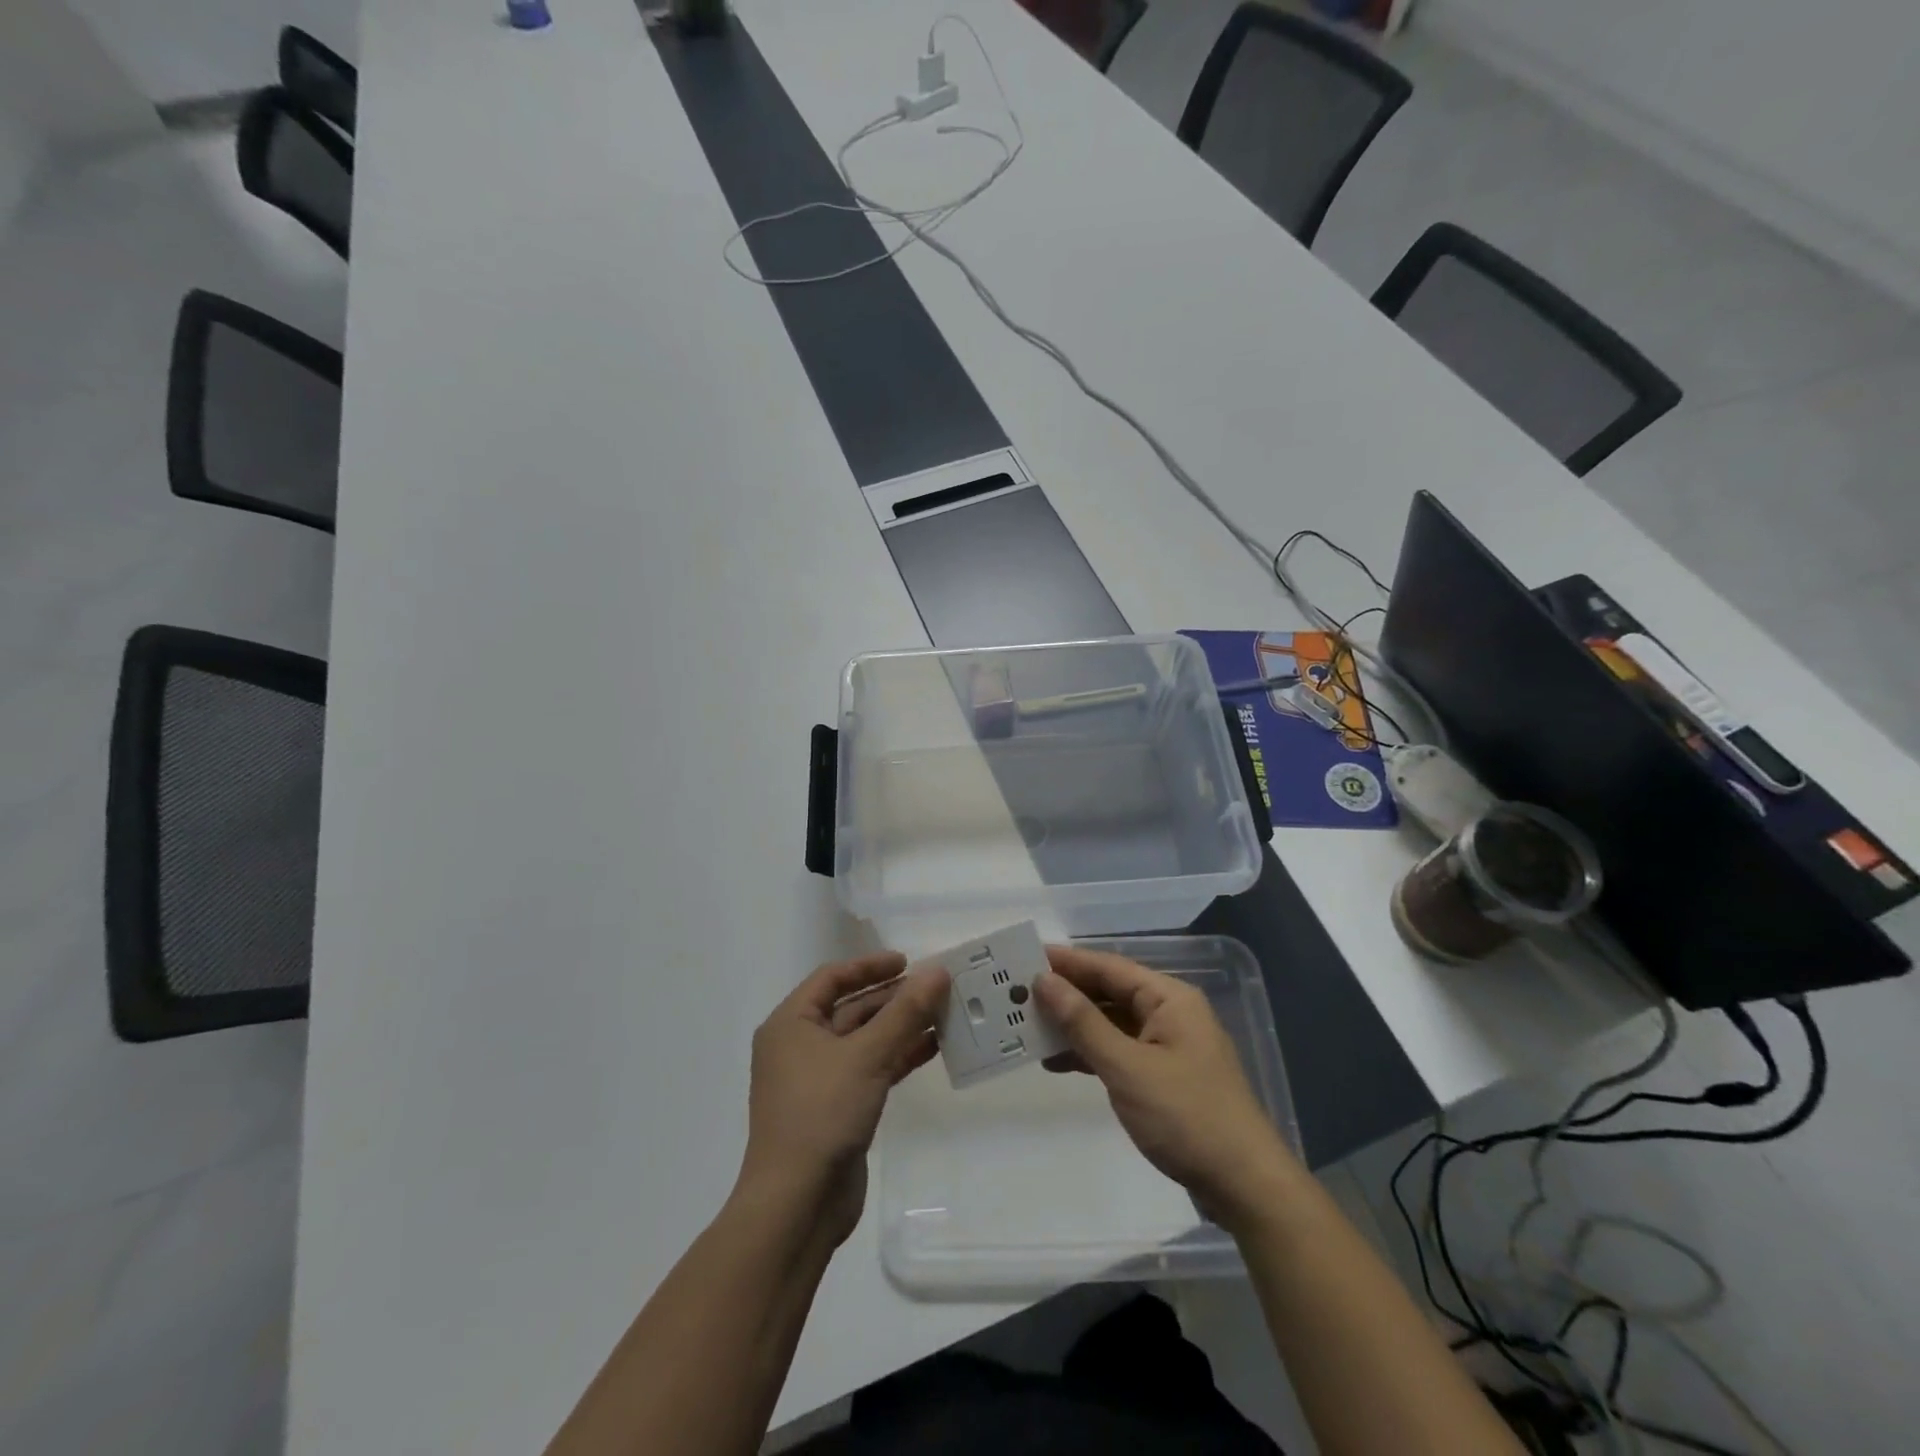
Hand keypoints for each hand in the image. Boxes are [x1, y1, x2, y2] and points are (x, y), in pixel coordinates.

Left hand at [737, 951, 950, 1246]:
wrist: (797, 1203)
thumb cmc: (822, 1113)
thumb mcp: (867, 1055)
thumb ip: (905, 1012)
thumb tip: (938, 971)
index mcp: (791, 1024)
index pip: (832, 978)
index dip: (869, 966)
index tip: (908, 962)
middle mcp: (800, 1046)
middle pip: (851, 1008)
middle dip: (893, 998)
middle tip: (936, 989)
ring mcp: (819, 1079)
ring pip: (865, 1040)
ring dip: (901, 1027)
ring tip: (944, 1014)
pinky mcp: (838, 1108)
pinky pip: (871, 1069)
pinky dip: (898, 1057)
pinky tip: (933, 1048)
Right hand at [1034, 944, 1298, 1227]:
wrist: (1244, 1186)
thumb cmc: (1186, 1116)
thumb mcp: (1127, 1067)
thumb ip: (1083, 1022)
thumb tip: (1045, 981)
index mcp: (1169, 999)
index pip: (1109, 967)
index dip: (1067, 962)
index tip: (1025, 957)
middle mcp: (1171, 1014)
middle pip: (1110, 993)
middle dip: (1067, 994)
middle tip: (1019, 994)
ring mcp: (1169, 1046)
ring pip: (1112, 1024)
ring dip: (1074, 1026)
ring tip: (1029, 1027)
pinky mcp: (1166, 1077)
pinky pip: (1120, 1051)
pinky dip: (1091, 1053)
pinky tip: (1058, 1062)